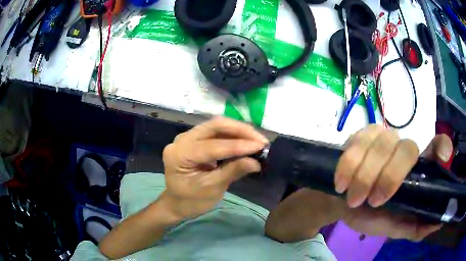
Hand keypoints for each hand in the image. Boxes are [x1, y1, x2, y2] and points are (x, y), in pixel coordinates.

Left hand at [161, 117, 267, 220]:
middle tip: (261, 140)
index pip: (212, 145)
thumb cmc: (191, 200)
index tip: (261, 147)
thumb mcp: (212, 189)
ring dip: (238, 131)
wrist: (177, 203)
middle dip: (240, 131)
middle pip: (214, 126)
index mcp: (179, 154)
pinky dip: (232, 135)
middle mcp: (182, 140)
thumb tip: (256, 162)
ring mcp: (187, 137)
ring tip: (257, 140)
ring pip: (216, 126)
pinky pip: (216, 132)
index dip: (238, 146)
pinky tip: (245, 141)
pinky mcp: (195, 139)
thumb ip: (233, 171)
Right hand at [335, 125, 452, 240]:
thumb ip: (414, 228)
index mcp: (417, 169)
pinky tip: (342, 183)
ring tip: (354, 199)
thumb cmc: (370, 216)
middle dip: (390, 176)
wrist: (339, 204)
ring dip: (366, 175)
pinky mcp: (361, 136)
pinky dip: (349, 165)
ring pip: (382, 144)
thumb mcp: (393, 227)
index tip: (443, 159)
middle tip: (374, 202)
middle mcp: (404, 148)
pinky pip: (358, 142)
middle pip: (408, 148)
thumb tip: (439, 223)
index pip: (437, 146)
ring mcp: (383, 138)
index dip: (442, 146)